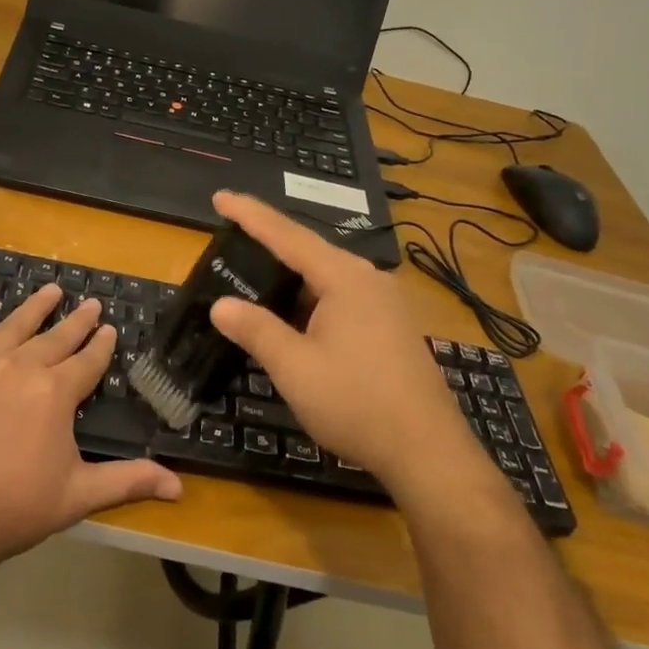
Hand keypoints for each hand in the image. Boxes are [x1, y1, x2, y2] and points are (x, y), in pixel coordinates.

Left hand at [0, 280, 181, 584]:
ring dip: (35, 307)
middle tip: (91, 303)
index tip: (110, 329)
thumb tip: (179, 488)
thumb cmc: (12, 509)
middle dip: (77, 320)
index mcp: (56, 393)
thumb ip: (128, 482)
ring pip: (14, 325)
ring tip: (51, 290)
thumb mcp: (77, 496)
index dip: (102, 345)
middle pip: (56, 338)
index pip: (88, 361)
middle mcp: (21, 367)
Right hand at [207, 191, 469, 488]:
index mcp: (345, 278)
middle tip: (230, 244)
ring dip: (290, 281)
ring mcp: (386, 303)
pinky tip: (294, 319)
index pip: (287, 236)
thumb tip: (221, 304)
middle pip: (310, 252)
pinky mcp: (393, 327)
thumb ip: (256, 330)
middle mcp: (369, 279)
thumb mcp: (295, 368)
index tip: (220, 196)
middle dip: (269, 248)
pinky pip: (342, 298)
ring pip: (327, 278)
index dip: (250, 215)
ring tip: (254, 282)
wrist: (428, 452)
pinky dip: (311, 301)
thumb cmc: (356, 404)